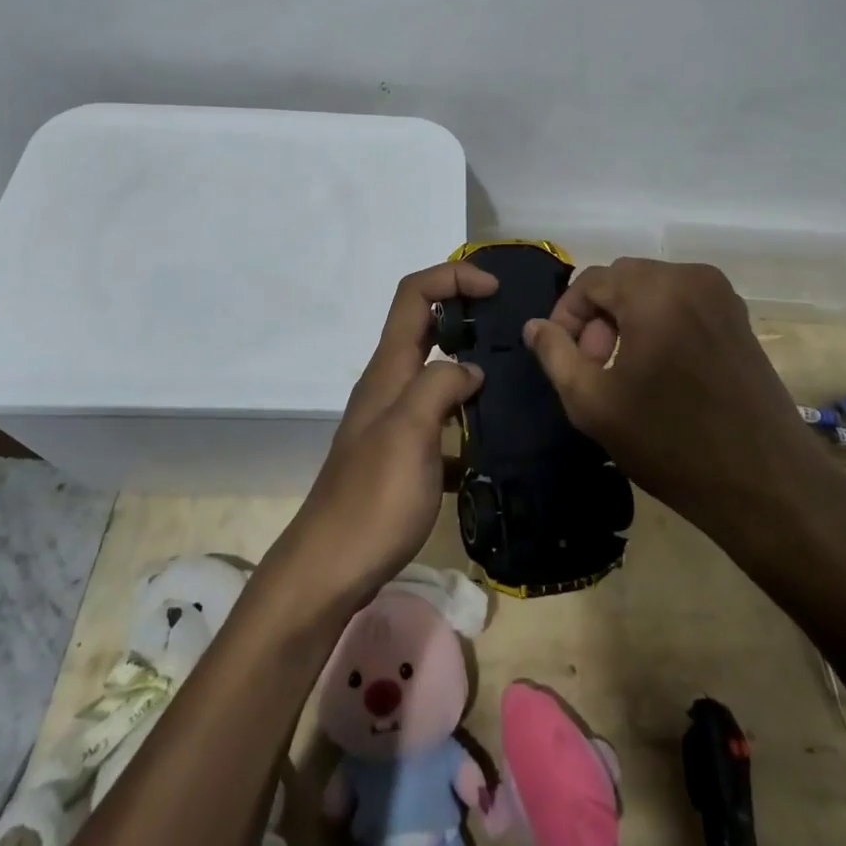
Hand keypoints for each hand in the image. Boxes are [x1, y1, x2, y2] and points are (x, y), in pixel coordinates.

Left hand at [271, 262, 495, 610]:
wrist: (331, 569)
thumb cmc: (373, 498)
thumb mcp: (411, 431)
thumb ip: (440, 385)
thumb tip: (471, 369)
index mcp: (389, 367)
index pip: (415, 294)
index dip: (452, 277)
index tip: (495, 289)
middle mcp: (389, 383)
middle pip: (426, 325)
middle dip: (466, 313)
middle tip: (511, 328)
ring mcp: (394, 420)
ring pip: (435, 372)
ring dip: (470, 365)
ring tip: (514, 379)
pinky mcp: (403, 455)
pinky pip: (441, 420)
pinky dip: (467, 418)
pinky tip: (496, 443)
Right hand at [523, 258, 845, 560]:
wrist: (769, 487)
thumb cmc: (673, 443)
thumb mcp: (594, 403)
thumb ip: (555, 355)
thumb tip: (534, 326)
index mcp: (655, 289)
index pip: (590, 281)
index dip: (566, 316)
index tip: (562, 357)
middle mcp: (691, 277)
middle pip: (622, 281)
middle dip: (597, 319)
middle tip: (593, 369)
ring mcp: (722, 295)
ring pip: (652, 291)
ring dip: (626, 321)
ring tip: (622, 373)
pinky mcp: (739, 318)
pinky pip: (681, 303)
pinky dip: (659, 324)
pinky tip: (659, 372)